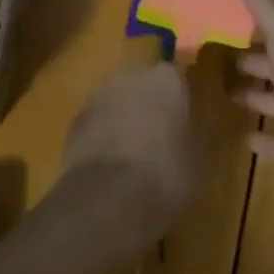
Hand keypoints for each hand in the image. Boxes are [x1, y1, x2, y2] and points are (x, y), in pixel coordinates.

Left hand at [61, 63, 199, 240]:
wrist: (107, 199)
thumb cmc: (165, 175)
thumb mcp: (198, 161)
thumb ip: (194, 136)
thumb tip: (192, 133)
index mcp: (167, 79)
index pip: (177, 78)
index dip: (180, 101)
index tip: (184, 123)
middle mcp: (132, 74)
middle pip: (144, 84)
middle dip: (149, 105)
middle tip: (158, 138)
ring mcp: (99, 94)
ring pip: (118, 101)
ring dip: (123, 118)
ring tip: (131, 155)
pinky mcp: (75, 120)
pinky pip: (96, 122)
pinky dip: (102, 137)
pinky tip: (109, 167)